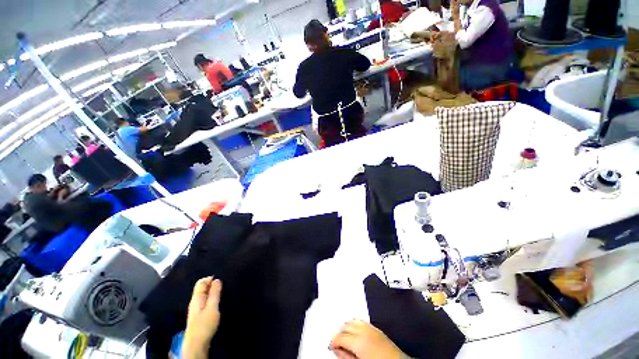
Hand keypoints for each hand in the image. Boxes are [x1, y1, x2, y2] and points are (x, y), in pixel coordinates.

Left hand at [182, 277, 222, 358]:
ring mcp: (197, 309)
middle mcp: (195, 302)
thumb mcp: (212, 307)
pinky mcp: (200, 316)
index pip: (201, 282)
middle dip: (212, 285)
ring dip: (213, 292)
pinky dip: (212, 299)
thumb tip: (217, 279)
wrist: (197, 344)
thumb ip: (214, 293)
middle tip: (224, 285)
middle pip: (202, 288)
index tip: (221, 279)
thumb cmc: (204, 325)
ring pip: (205, 295)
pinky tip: (218, 303)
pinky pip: (206, 301)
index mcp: (196, 298)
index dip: (210, 278)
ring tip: (223, 293)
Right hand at [330, 320, 406, 358]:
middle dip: (339, 334)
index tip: (331, 346)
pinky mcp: (376, 328)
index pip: (340, 337)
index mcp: (358, 341)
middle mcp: (364, 331)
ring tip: (344, 337)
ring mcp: (371, 328)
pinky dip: (355, 324)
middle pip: (345, 327)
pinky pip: (361, 321)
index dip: (333, 341)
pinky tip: (354, 331)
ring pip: (352, 321)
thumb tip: (337, 350)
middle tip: (337, 344)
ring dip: (346, 327)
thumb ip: (345, 356)